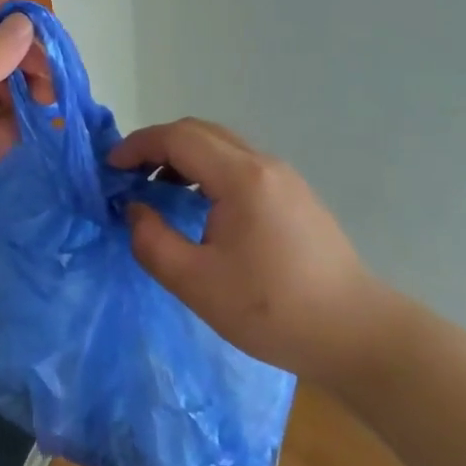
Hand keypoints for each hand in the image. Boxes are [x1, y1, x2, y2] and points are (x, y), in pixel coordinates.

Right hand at [108, 118, 390, 382]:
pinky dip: (207, 171)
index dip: (138, 146)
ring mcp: (284, 178)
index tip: (109, 168)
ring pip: (222, 146)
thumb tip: (135, 210)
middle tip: (128, 175)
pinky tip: (198, 206)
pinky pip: (240, 165)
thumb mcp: (197, 283)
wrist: (356, 334)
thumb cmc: (272, 310)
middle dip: (158, 146)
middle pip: (200, 132)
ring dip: (183, 157)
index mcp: (241, 177)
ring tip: (157, 190)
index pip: (178, 138)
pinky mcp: (294, 196)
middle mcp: (263, 164)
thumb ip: (153, 242)